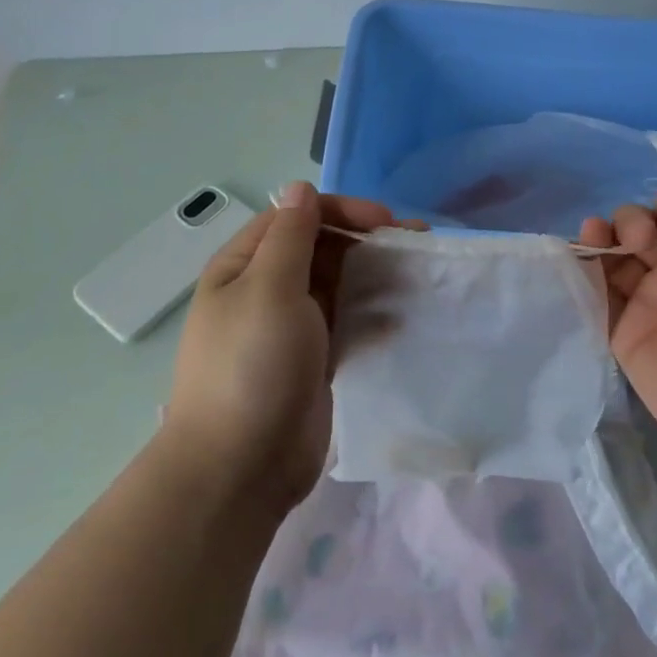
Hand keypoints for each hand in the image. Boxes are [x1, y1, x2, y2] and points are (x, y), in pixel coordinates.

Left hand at [166, 182, 396, 512]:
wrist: (240, 468)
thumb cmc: (251, 366)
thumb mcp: (269, 289)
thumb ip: (290, 236)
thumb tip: (298, 188)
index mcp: (244, 266)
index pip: (296, 218)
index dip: (341, 211)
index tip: (386, 223)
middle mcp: (266, 290)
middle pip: (321, 248)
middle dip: (365, 240)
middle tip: (414, 244)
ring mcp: (291, 327)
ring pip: (338, 284)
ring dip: (374, 274)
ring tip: (417, 275)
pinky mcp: (314, 359)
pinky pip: (347, 321)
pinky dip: (372, 313)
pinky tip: (400, 317)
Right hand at [579, 162, 656, 471]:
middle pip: (640, 226)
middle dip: (634, 220)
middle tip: (645, 241)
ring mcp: (651, 302)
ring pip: (614, 256)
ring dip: (602, 236)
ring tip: (596, 235)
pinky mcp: (625, 334)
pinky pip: (598, 295)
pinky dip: (584, 273)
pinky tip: (577, 255)